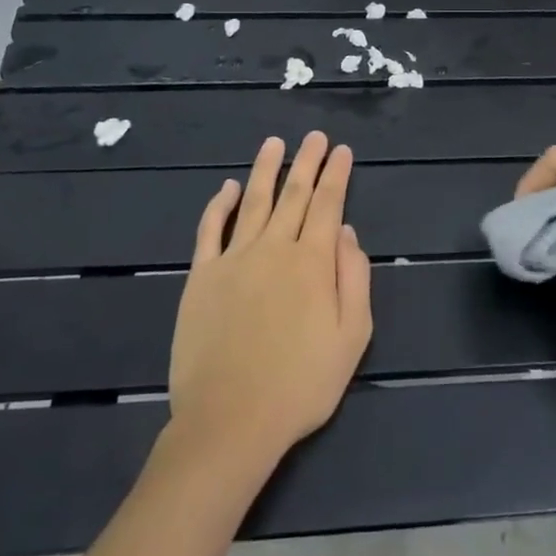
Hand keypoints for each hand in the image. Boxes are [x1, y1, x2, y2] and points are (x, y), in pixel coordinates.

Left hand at [168, 132, 372, 464]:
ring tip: (275, 143)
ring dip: (266, 170)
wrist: (231, 419)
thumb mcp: (352, 336)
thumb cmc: (301, 384)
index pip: (327, 204)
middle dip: (307, 162)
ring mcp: (234, 259)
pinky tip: (228, 188)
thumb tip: (345, 231)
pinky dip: (220, 205)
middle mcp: (274, 248)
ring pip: (254, 201)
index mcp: (312, 262)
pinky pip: (211, 230)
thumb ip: (353, 277)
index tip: (341, 150)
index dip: (336, 175)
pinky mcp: (202, 277)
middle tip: (314, 136)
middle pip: (293, 194)